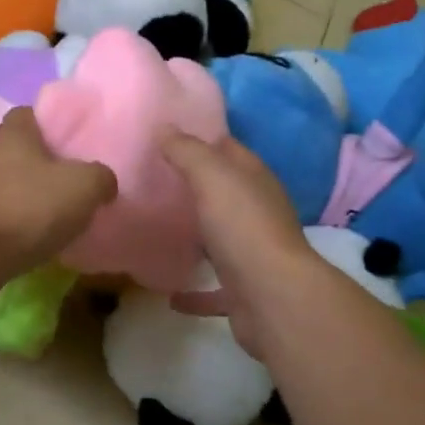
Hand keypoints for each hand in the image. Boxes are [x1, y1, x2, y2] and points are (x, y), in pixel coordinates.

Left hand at [0, 109, 115, 271]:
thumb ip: (101, 177)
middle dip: (44, 165)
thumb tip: (104, 182)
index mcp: (14, 131)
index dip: (54, 126)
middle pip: (21, 151)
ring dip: (29, 197)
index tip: (76, 145)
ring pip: (9, 184)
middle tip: (74, 184)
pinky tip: (35, 240)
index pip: (32, 114)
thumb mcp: (84, 186)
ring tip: (59, 216)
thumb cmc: (28, 207)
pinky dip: (16, 224)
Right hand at [159, 131, 317, 359]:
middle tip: (150, 181)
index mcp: (254, 181)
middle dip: (193, 187)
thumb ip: (187, 151)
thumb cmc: (243, 227)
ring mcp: (252, 255)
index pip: (228, 149)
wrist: (273, 298)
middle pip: (223, 194)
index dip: (200, 138)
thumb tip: (164, 127)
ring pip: (220, 240)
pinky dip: (194, 293)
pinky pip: (214, 291)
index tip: (164, 136)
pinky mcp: (243, 293)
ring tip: (158, 231)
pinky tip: (170, 294)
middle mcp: (257, 214)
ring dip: (196, 237)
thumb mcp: (212, 177)